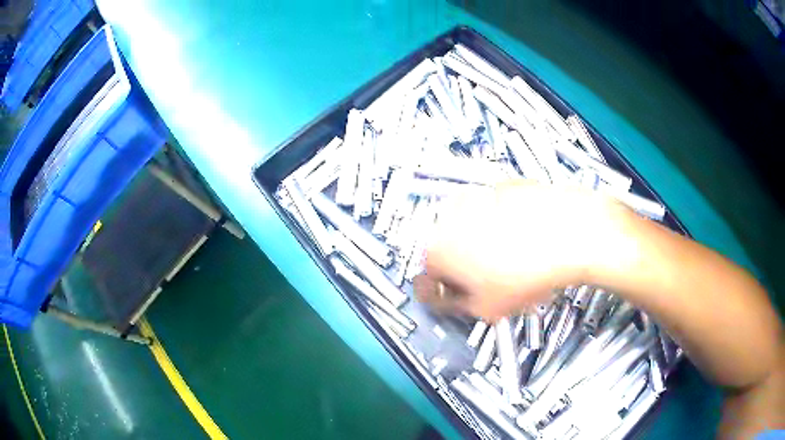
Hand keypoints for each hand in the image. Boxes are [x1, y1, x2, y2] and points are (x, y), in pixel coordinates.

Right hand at [413, 180, 630, 320]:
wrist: (572, 234)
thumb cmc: (531, 270)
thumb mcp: (488, 308)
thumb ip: (457, 306)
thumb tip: (450, 300)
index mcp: (439, 248)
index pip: (427, 276)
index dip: (442, 291)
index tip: (453, 297)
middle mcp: (451, 217)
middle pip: (448, 249)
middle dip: (463, 267)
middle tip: (487, 283)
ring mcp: (478, 197)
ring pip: (471, 228)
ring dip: (482, 244)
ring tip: (511, 261)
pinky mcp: (503, 186)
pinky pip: (494, 211)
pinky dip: (502, 224)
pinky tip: (524, 240)